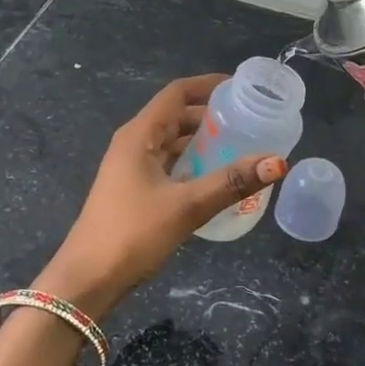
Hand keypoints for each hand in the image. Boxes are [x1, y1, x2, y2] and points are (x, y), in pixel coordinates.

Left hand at [35, 75, 287, 318]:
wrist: (86, 280)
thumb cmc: (132, 234)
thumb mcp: (187, 206)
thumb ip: (231, 182)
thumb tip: (278, 162)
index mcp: (139, 135)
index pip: (177, 94)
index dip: (208, 85)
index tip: (241, 87)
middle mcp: (133, 144)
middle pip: (176, 116)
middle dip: (211, 116)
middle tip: (249, 121)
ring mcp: (131, 168)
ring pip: (172, 143)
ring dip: (202, 142)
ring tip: (240, 147)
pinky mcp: (133, 191)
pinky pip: (168, 165)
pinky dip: (192, 164)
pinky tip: (216, 179)